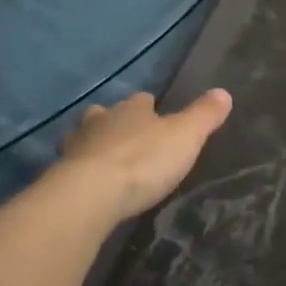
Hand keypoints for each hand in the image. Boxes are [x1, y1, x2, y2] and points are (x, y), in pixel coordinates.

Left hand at [56, 89, 232, 221]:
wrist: (92, 193)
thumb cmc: (144, 161)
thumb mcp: (186, 137)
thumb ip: (204, 115)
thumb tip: (223, 92)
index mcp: (132, 109)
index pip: (142, 100)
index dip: (150, 106)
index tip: (157, 114)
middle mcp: (101, 120)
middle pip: (108, 114)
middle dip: (117, 122)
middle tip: (129, 137)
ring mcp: (77, 145)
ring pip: (85, 136)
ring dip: (95, 143)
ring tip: (106, 158)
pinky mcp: (62, 172)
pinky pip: (73, 164)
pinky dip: (81, 168)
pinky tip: (90, 181)